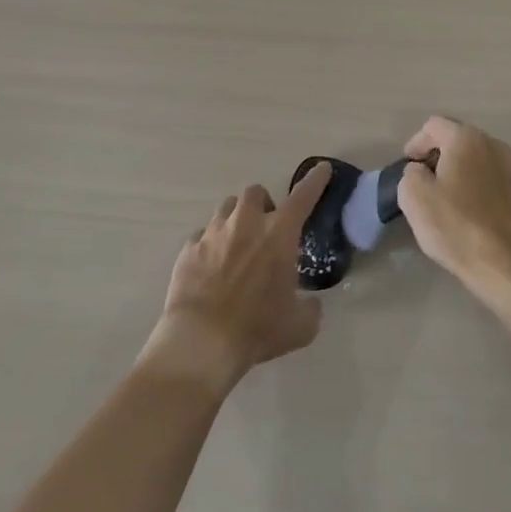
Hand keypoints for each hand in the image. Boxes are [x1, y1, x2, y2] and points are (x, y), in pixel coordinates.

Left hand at [143, 165, 333, 394]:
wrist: (201, 342)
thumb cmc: (257, 329)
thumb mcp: (300, 326)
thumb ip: (311, 309)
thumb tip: (312, 303)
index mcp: (278, 234)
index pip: (303, 196)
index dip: (314, 180)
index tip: (321, 169)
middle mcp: (246, 223)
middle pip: (256, 192)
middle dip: (263, 204)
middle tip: (266, 227)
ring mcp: (213, 232)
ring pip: (226, 209)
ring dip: (236, 219)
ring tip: (237, 244)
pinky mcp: (188, 249)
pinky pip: (202, 236)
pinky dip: (210, 245)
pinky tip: (211, 267)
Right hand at [398, 116, 510, 308]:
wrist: (505, 264)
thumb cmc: (455, 225)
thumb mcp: (414, 196)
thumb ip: (411, 173)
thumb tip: (421, 172)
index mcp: (466, 138)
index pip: (433, 126)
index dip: (415, 143)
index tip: (407, 168)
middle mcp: (491, 144)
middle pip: (455, 139)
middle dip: (435, 155)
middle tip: (420, 180)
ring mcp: (508, 168)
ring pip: (472, 159)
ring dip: (454, 171)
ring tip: (440, 197)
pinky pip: (485, 178)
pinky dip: (471, 186)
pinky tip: (462, 211)